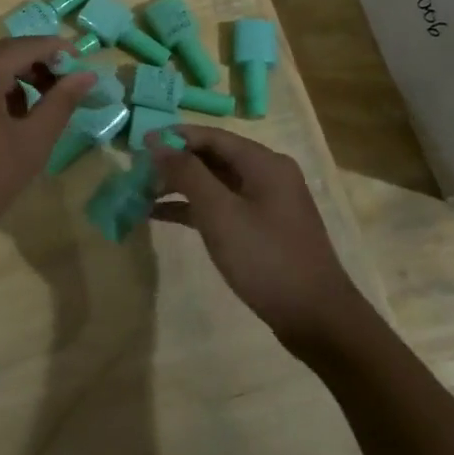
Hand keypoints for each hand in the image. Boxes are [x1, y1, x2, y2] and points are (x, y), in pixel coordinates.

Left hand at [0, 37, 97, 263]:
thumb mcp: (31, 143)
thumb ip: (60, 103)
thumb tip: (86, 75)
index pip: (25, 46)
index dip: (57, 51)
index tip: (83, 65)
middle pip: (2, 54)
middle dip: (35, 67)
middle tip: (64, 91)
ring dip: (12, 82)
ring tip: (33, 116)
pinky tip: (0, 126)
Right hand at [146, 126, 371, 347]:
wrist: (316, 318)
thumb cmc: (266, 259)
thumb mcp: (220, 213)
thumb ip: (187, 174)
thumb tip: (156, 141)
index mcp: (264, 163)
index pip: (211, 136)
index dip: (174, 137)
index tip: (138, 146)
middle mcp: (268, 174)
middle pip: (213, 156)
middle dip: (174, 163)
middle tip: (137, 173)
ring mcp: (266, 202)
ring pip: (215, 182)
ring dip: (180, 186)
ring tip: (142, 193)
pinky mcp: (262, 228)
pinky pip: (222, 206)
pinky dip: (194, 208)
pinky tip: (161, 215)